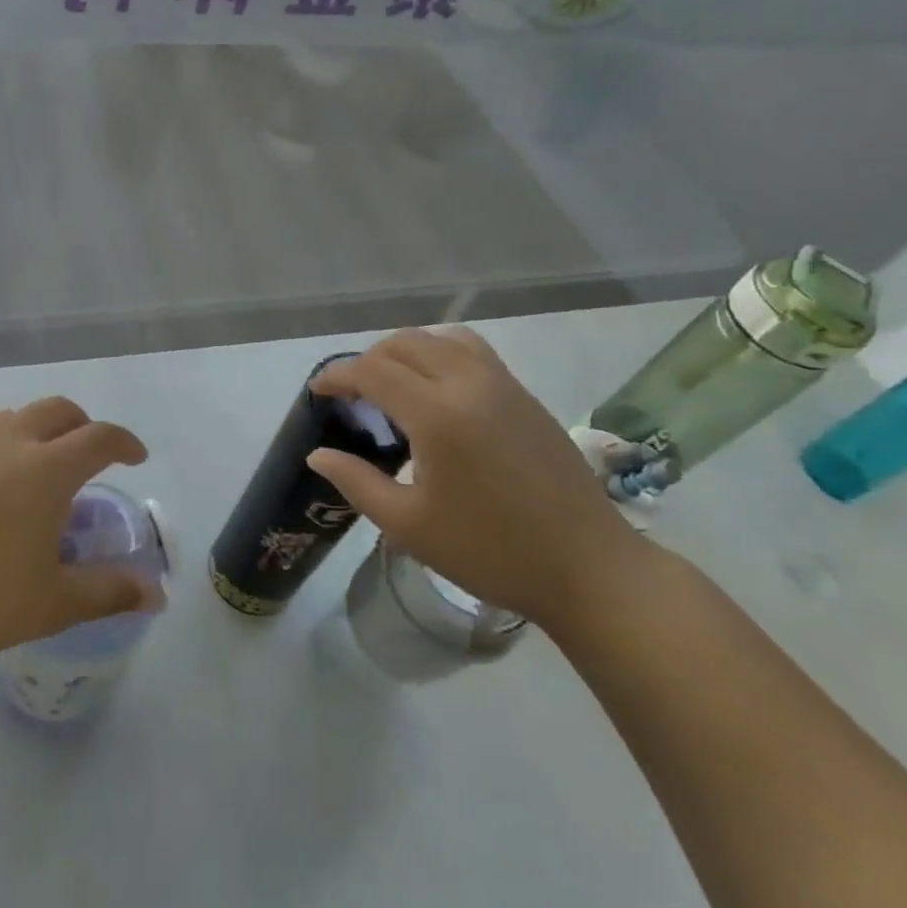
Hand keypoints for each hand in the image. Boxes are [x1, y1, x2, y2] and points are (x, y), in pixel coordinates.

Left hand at [0, 397, 154, 668]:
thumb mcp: (51, 604)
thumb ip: (108, 593)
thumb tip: (156, 593)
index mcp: (46, 470)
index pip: (99, 437)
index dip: (124, 442)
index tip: (135, 457)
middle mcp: (7, 445)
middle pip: (56, 410)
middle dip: (81, 424)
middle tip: (87, 455)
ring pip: (9, 420)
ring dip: (34, 432)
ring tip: (33, 470)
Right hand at [308, 328, 643, 628]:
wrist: (588, 568)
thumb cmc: (490, 551)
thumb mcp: (408, 525)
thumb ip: (356, 482)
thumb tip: (318, 454)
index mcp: (436, 414)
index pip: (372, 371)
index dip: (337, 375)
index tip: (318, 391)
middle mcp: (468, 384)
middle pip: (405, 344)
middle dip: (368, 359)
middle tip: (353, 394)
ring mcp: (503, 385)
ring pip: (442, 339)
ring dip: (407, 351)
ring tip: (394, 383)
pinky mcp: (525, 395)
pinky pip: (473, 352)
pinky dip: (442, 354)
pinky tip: (439, 392)